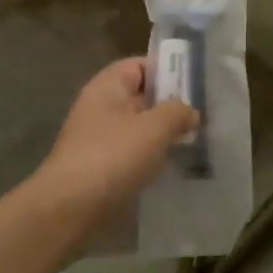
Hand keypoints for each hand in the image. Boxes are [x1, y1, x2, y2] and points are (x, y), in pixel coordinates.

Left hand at [35, 58, 197, 215]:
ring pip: (139, 127)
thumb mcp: (154, 128)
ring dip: (163, 134)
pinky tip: (172, 167)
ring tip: (194, 142)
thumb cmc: (112, 156)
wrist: (69, 208)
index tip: (196, 85)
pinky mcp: (100, 167)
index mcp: (108, 86)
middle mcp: (101, 106)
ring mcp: (98, 138)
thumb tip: (190, 111)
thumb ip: (177, 112)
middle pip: (141, 96)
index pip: (141, 65)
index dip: (168, 70)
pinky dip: (151, 156)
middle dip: (170, 105)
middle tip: (203, 115)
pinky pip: (132, 152)